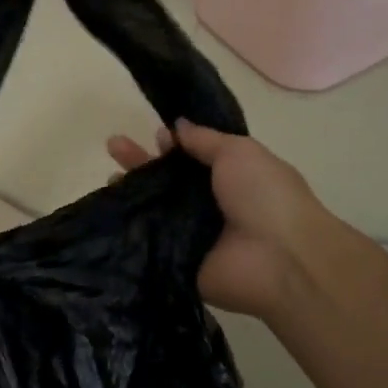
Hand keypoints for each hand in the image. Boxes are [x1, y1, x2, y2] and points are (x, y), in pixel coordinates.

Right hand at [107, 120, 329, 323]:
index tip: (156, 134)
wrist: (280, 260)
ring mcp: (190, 235)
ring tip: (109, 178)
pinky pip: (147, 243)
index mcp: (229, 177)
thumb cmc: (266, 196)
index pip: (191, 158)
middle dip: (141, 162)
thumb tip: (177, 125)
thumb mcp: (239, 152)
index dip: (172, 144)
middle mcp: (208, 205)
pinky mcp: (175, 262)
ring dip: (131, 192)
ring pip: (153, 209)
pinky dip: (128, 229)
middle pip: (166, 181)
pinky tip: (107, 212)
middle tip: (113, 145)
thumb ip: (205, 139)